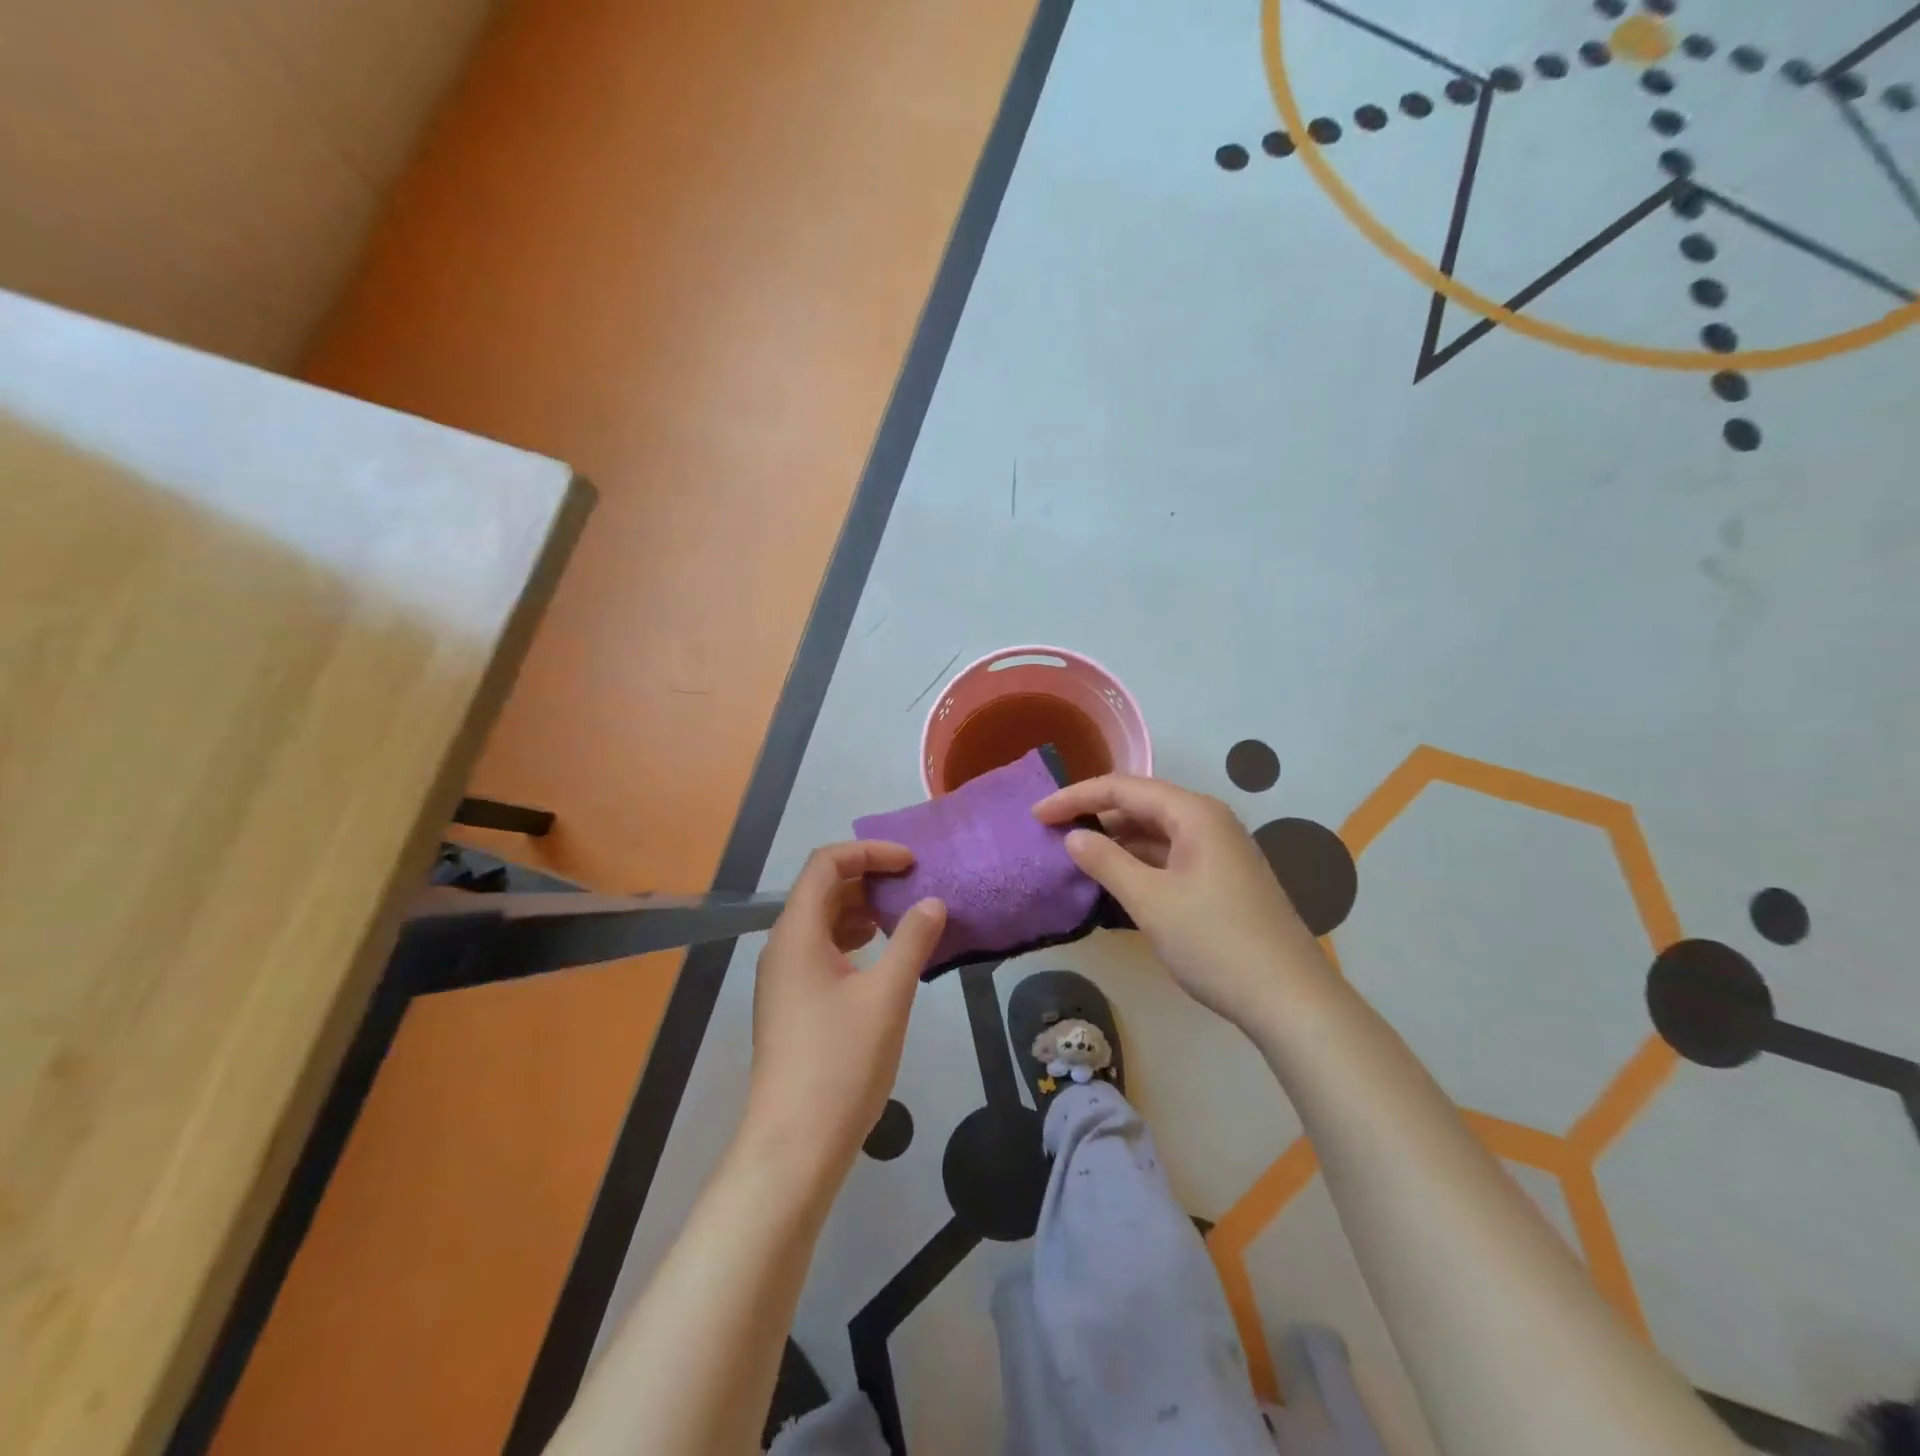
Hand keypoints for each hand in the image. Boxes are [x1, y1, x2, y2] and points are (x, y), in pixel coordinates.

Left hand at [746, 843, 945, 1167]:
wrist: (795, 1145)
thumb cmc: (841, 1062)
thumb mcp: (887, 995)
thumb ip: (912, 940)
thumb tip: (932, 902)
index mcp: (796, 932)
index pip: (826, 863)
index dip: (869, 853)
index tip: (911, 863)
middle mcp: (782, 947)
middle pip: (821, 889)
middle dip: (868, 878)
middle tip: (914, 886)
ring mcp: (783, 978)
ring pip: (821, 921)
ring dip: (861, 910)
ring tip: (904, 918)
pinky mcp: (791, 1004)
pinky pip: (821, 951)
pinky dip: (852, 940)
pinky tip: (882, 957)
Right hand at [1033, 775, 1332, 1026]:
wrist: (1289, 999)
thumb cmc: (1216, 942)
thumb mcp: (1151, 901)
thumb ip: (1106, 862)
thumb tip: (1073, 837)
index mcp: (1194, 814)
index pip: (1123, 788)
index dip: (1075, 797)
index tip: (1036, 814)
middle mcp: (1208, 822)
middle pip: (1140, 805)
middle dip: (1094, 816)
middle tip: (1051, 833)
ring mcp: (1218, 852)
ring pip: (1155, 834)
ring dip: (1115, 842)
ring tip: (1074, 857)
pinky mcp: (1221, 880)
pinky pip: (1169, 858)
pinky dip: (1137, 865)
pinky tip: (1113, 882)